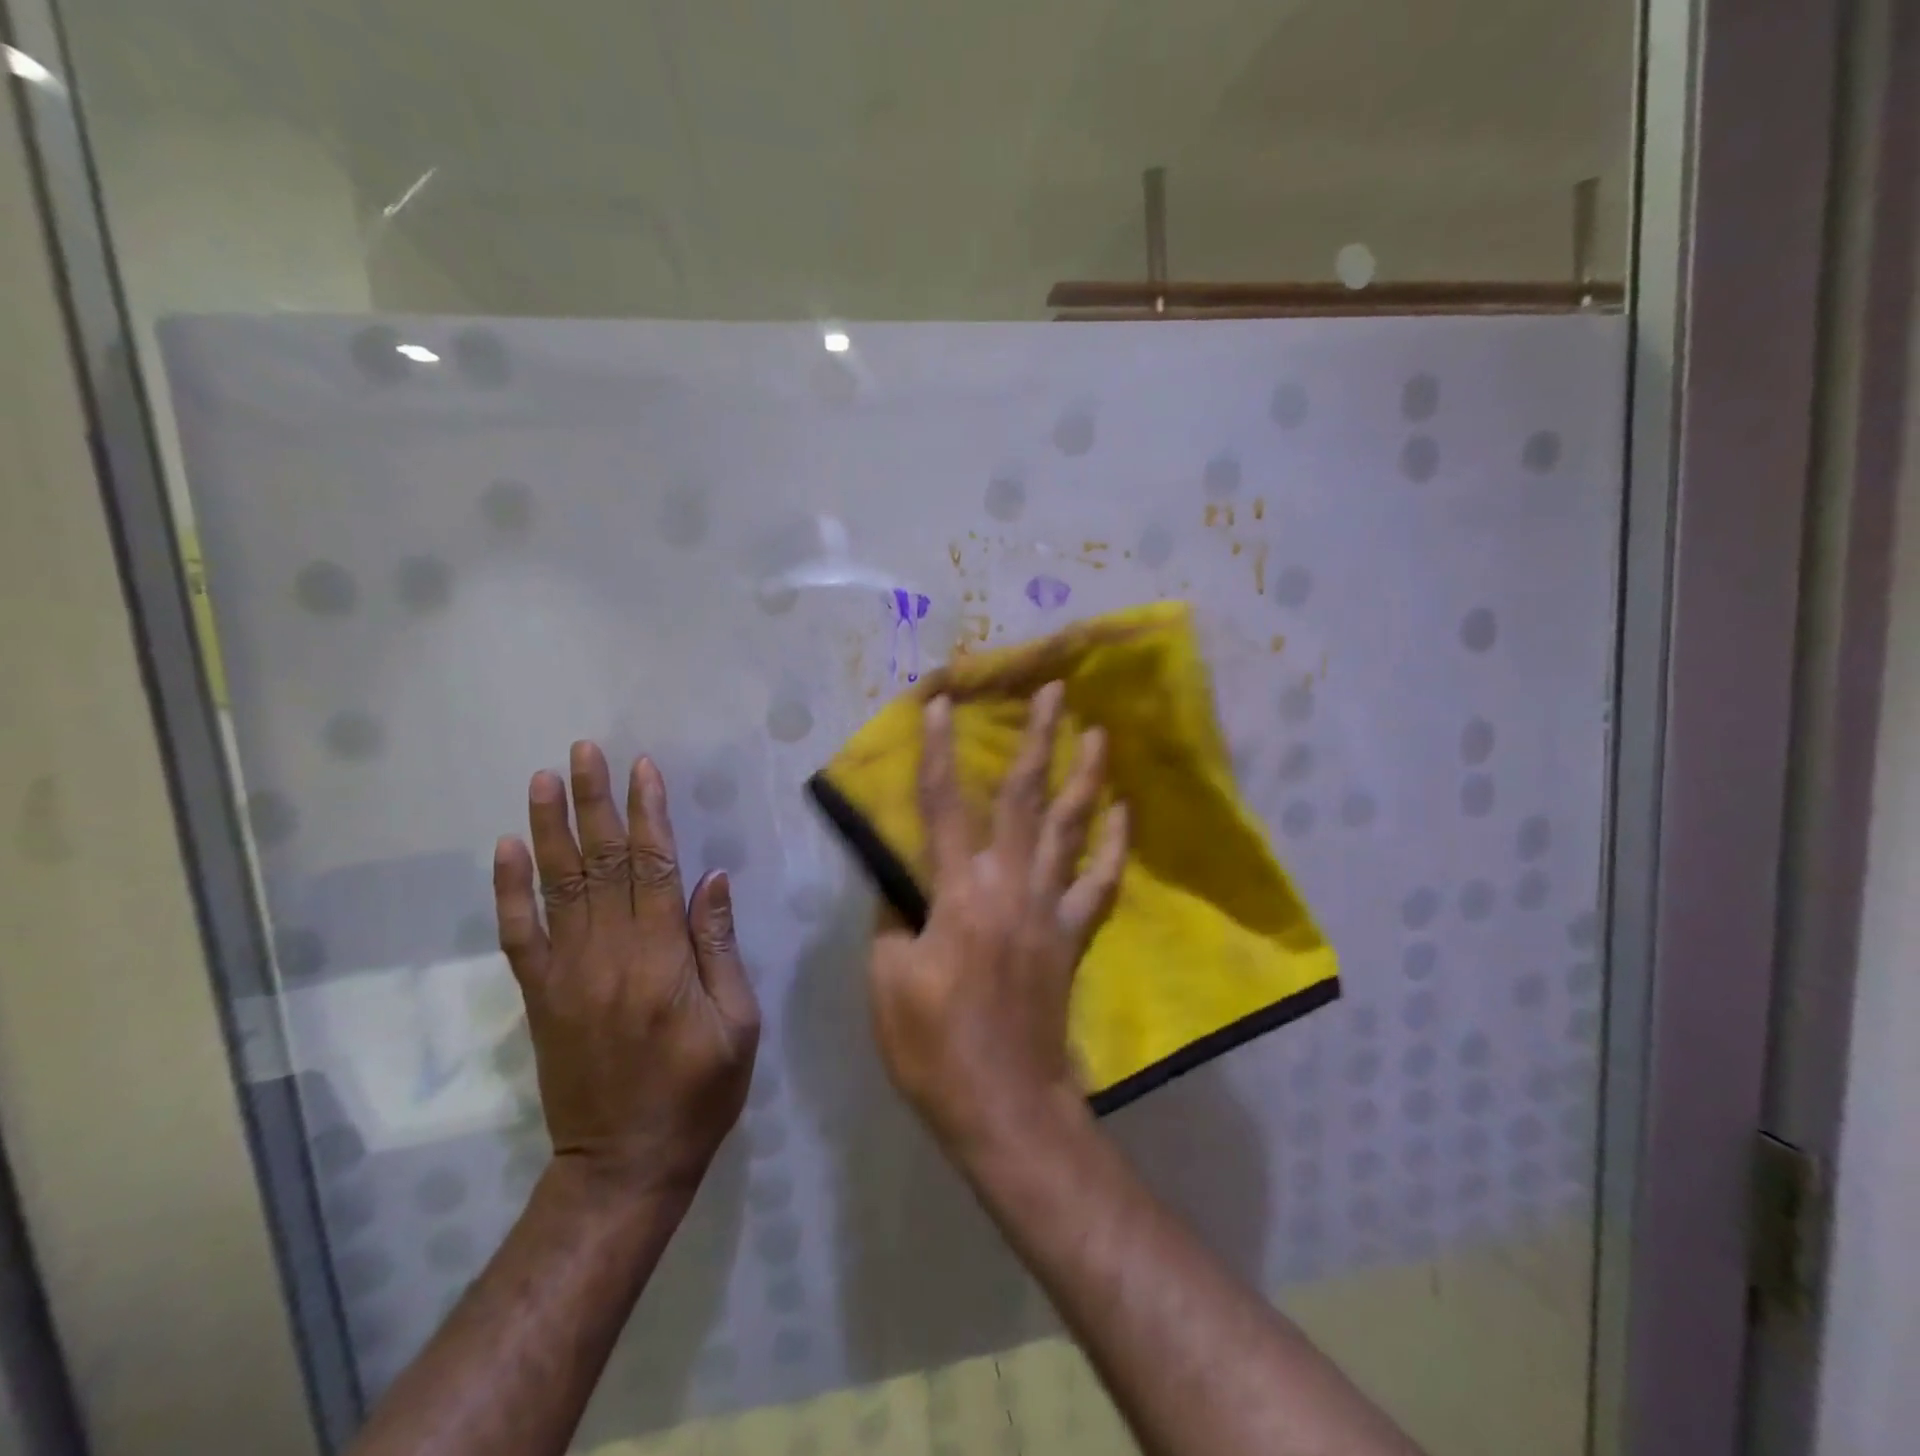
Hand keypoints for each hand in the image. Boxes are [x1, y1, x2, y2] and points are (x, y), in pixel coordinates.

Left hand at [494, 743, 760, 1195]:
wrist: (623, 1164)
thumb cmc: (698, 1092)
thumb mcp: (737, 1022)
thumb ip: (719, 946)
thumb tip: (712, 878)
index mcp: (661, 960)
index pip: (653, 868)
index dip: (647, 814)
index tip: (642, 769)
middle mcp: (607, 955)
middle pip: (600, 864)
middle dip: (594, 802)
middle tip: (585, 750)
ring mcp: (566, 974)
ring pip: (557, 886)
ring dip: (550, 828)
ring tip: (544, 779)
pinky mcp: (541, 995)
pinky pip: (519, 934)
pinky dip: (509, 889)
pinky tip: (507, 848)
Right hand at [869, 682, 1128, 1157]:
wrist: (1004, 1105)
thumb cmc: (933, 1047)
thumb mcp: (887, 981)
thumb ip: (892, 920)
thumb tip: (901, 885)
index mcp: (957, 894)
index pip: (943, 806)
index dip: (939, 751)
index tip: (943, 704)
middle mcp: (1008, 887)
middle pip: (1025, 799)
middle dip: (1037, 739)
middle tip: (1054, 689)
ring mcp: (1048, 910)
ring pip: (1070, 829)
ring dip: (1085, 776)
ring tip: (1099, 732)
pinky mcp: (1071, 936)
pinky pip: (1099, 883)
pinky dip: (1114, 845)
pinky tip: (1124, 812)